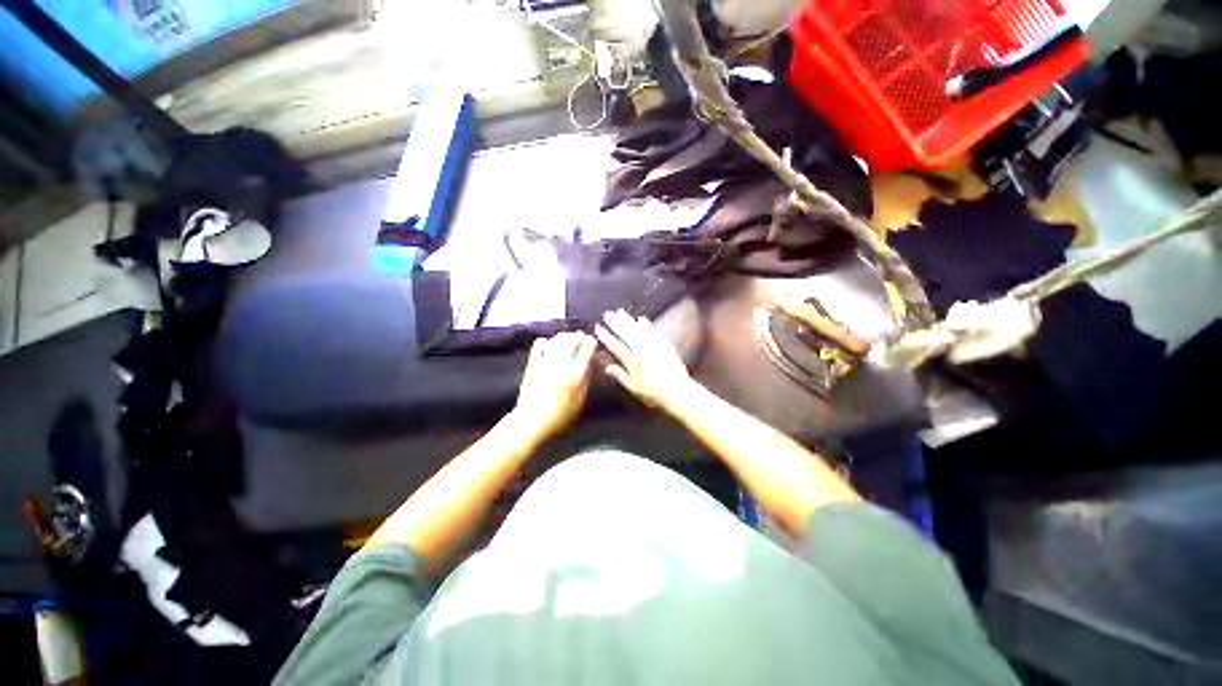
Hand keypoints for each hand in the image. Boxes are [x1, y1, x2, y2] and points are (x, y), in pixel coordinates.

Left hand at [511, 332, 597, 440]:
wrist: (532, 420)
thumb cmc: (560, 415)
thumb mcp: (579, 401)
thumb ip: (586, 381)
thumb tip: (591, 365)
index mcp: (575, 374)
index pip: (586, 350)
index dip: (591, 343)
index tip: (593, 341)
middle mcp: (561, 365)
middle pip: (571, 340)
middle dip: (579, 336)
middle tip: (582, 336)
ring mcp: (545, 363)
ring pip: (556, 340)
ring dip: (564, 336)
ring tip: (568, 336)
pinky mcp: (532, 364)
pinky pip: (538, 346)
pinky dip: (544, 341)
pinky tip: (547, 342)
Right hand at [595, 309, 694, 411]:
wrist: (678, 392)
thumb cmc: (653, 394)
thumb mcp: (633, 389)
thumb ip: (620, 376)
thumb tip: (607, 367)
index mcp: (633, 362)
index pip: (615, 346)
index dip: (605, 336)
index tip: (598, 328)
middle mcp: (643, 351)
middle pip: (626, 334)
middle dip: (615, 323)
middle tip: (607, 314)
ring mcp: (655, 346)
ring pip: (639, 330)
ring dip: (629, 320)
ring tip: (619, 311)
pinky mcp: (666, 345)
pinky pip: (655, 332)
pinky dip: (647, 324)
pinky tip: (641, 318)